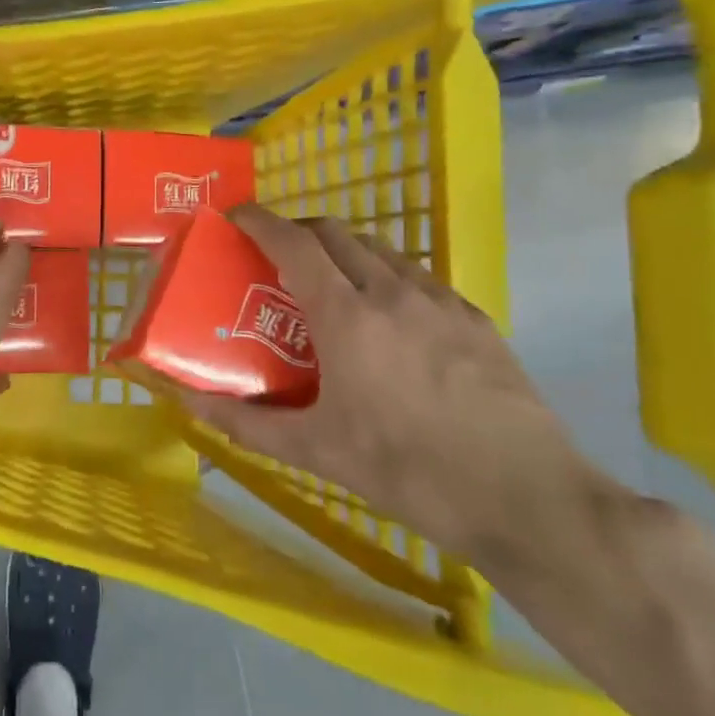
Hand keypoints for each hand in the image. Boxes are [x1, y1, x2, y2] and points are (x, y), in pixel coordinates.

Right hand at [181, 205, 596, 565]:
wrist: (526, 498)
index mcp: (347, 316)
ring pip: (381, 250)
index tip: (235, 217)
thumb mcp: (316, 451)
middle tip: (275, 254)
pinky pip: (419, 277)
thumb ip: (246, 422)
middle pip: (337, 232)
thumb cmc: (408, 471)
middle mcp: (393, 292)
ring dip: (344, 250)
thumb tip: (187, 402)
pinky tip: (389, 319)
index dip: (259, 221)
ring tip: (329, 283)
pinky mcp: (476, 320)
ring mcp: (441, 302)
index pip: (294, 243)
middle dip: (299, 230)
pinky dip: (386, 276)